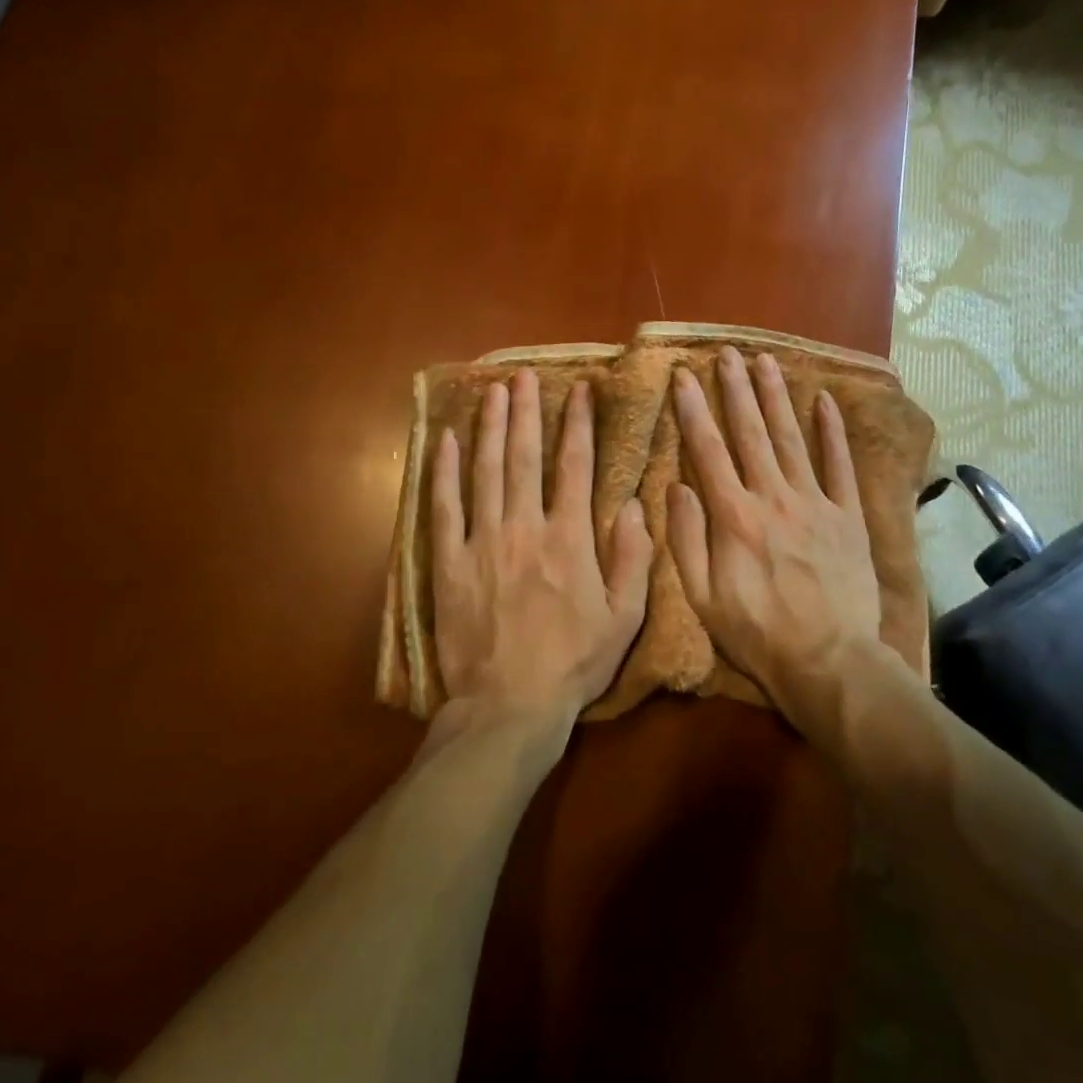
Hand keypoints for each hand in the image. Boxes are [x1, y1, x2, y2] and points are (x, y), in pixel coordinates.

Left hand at [431, 368, 653, 728]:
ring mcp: (482, 542)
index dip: (578, 424)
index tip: (578, 390)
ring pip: (486, 472)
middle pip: (525, 457)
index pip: (576, 467)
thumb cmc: (572, 664)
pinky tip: (447, 442)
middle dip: (527, 412)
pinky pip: (445, 507)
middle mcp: (524, 527)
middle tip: (524, 376)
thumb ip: (634, 558)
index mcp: (569, 538)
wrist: (509, 706)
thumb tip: (638, 504)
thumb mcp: (624, 618)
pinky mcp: (450, 562)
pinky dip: (444, 472)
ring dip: (490, 428)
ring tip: (493, 392)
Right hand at [667, 348, 883, 718]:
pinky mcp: (848, 516)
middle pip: (750, 432)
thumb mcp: (703, 598)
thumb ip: (686, 539)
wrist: (829, 662)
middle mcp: (773, 497)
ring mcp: (815, 503)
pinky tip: (823, 400)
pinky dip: (832, 431)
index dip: (693, 409)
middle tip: (726, 353)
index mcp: (734, 516)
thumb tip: (676, 486)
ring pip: (791, 438)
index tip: (683, 375)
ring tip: (764, 360)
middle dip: (735, 389)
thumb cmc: (757, 634)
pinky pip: (839, 465)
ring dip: (776, 397)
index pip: (708, 450)